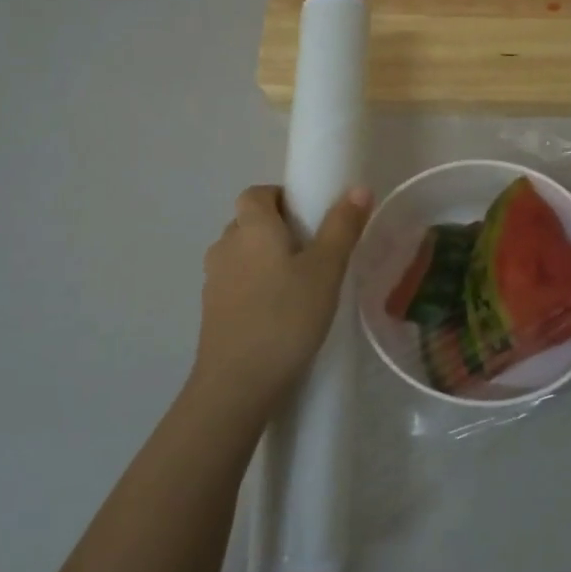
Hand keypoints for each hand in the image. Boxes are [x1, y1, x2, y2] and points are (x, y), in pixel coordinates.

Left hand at [189, 184, 372, 414]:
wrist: (237, 383)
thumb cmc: (286, 317)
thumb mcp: (325, 270)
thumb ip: (342, 227)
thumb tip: (358, 188)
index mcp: (251, 227)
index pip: (257, 193)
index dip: (281, 197)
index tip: (310, 217)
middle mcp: (225, 246)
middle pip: (249, 223)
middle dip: (278, 229)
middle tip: (314, 252)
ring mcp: (214, 280)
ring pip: (242, 255)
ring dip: (266, 260)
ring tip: (300, 285)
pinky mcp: (212, 311)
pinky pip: (237, 284)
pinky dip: (256, 287)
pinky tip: (280, 313)